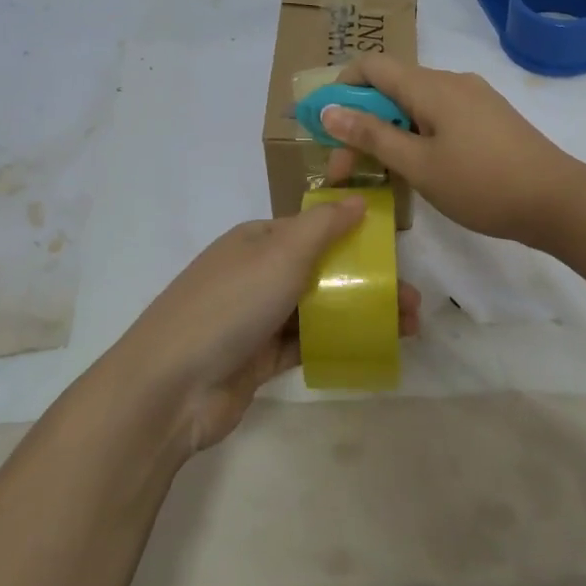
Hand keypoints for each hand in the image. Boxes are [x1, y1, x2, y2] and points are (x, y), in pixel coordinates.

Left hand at [108, 200, 420, 451]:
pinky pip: (308, 343)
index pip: (312, 228)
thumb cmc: (231, 304)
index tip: (394, 249)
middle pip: (321, 270)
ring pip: (319, 308)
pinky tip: (375, 348)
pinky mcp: (259, 358)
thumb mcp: (281, 253)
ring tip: (409, 327)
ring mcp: (257, 318)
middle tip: (413, 300)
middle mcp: (256, 273)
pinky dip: (339, 342)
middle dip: (367, 280)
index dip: (354, 234)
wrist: (172, 385)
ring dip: (361, 313)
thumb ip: (324, 226)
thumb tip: (358, 199)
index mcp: (257, 240)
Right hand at [321, 54, 585, 247]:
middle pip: (392, 86)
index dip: (341, 87)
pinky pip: (439, 115)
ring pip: (415, 103)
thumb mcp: (418, 165)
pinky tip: (418, 168)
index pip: (372, 65)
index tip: (326, 125)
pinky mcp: (488, 117)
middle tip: (346, 168)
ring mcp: (473, 98)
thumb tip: (329, 109)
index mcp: (431, 85)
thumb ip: (371, 135)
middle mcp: (451, 81)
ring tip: (379, 173)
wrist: (559, 201)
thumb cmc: (482, 184)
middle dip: (362, 120)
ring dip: (389, 131)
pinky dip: (416, 134)